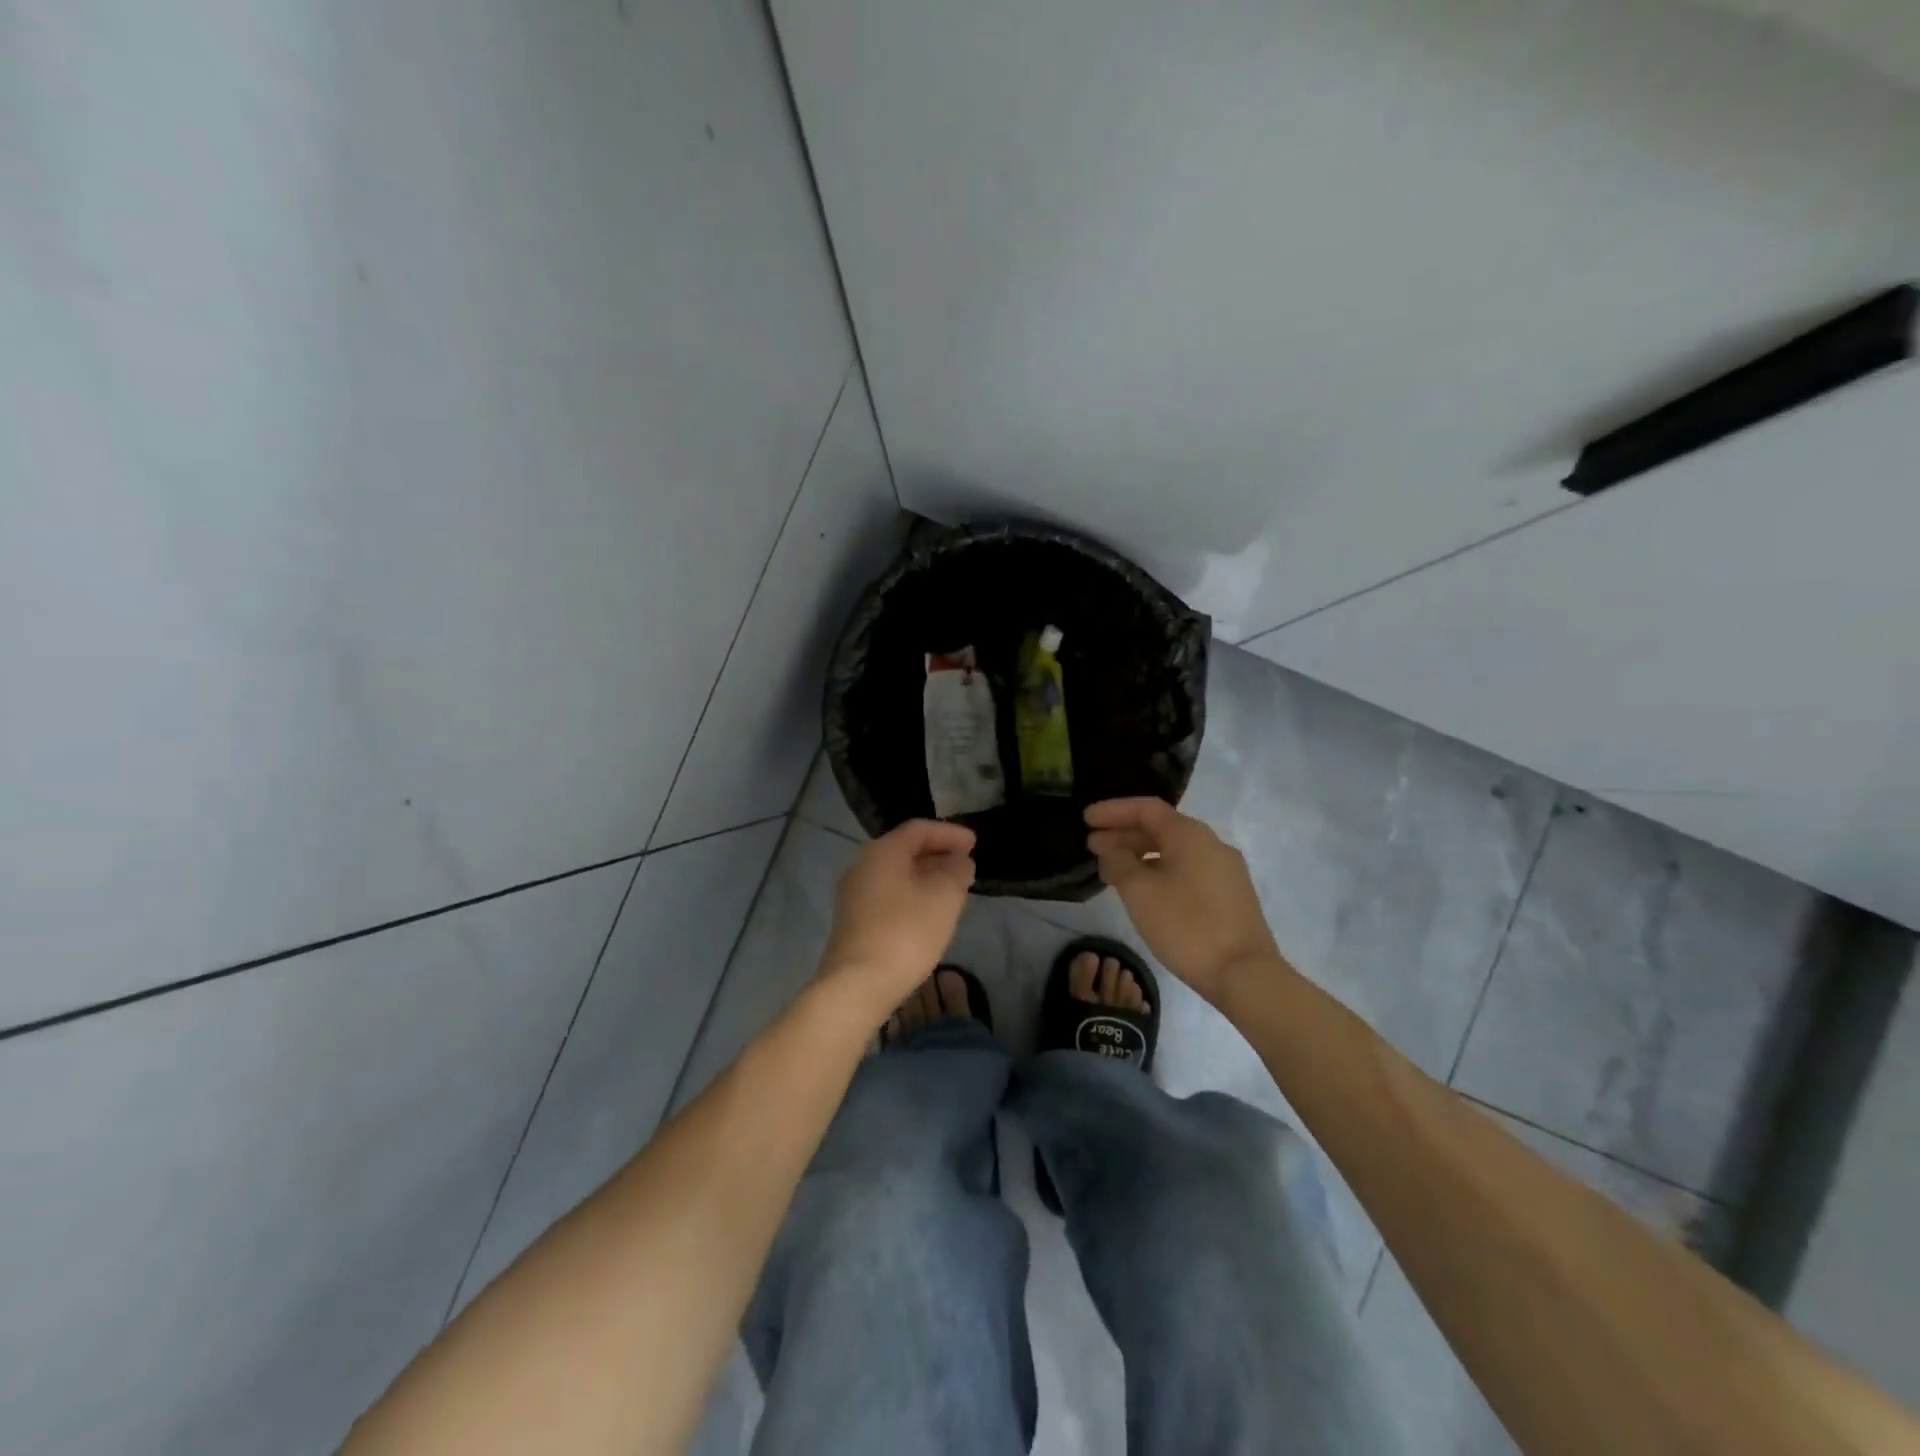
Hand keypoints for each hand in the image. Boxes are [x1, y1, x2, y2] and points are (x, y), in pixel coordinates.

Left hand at [818, 819, 976, 1018]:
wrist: (857, 985)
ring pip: (896, 874)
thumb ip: (956, 871)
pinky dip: (912, 894)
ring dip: (926, 876)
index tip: (975, 843)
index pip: (919, 829)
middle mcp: (862, 866)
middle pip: (904, 850)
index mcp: (883, 851)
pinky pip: (888, 895)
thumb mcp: (944, 897)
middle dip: (938, 854)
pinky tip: (928, 912)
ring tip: (952, 889)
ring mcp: (854, 895)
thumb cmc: (906, 932)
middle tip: (965, 864)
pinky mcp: (853, 922)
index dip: (950, 832)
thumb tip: (959, 862)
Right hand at [1085, 797, 1283, 1008]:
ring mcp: (1225, 870)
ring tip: (1112, 869)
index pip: (1146, 808)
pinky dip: (1160, 870)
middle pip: (1161, 828)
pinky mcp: (1230, 896)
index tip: (1086, 819)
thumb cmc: (1186, 925)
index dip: (1113, 810)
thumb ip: (1119, 862)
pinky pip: (1187, 870)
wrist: (1244, 973)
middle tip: (1092, 845)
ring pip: (1174, 851)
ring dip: (1141, 854)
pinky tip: (1144, 890)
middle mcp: (1211, 844)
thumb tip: (1112, 850)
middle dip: (1124, 834)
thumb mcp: (1140, 891)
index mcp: (1190, 834)